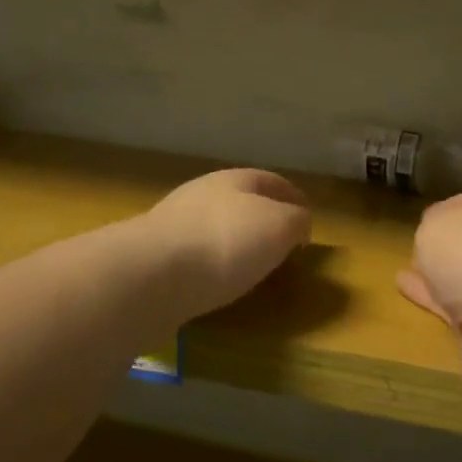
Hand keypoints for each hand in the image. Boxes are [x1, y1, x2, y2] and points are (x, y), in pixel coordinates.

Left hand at [145, 169, 312, 319]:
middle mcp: (202, 193)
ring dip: (236, 243)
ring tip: (253, 268)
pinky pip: (196, 255)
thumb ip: (296, 221)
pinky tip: (218, 282)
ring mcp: (174, 223)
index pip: (272, 181)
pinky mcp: (155, 255)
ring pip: (216, 227)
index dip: (294, 198)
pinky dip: (213, 264)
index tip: (309, 220)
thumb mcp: (280, 227)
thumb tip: (298, 223)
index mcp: (235, 179)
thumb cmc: (227, 241)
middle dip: (263, 219)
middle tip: (283, 245)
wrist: (152, 274)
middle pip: (241, 201)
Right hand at [397, 187, 461, 389]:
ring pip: (457, 277)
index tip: (420, 224)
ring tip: (403, 276)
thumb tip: (433, 246)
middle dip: (442, 247)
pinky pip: (451, 307)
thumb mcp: (433, 228)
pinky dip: (432, 301)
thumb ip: (426, 232)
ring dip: (435, 278)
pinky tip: (409, 295)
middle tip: (414, 251)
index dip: (439, 214)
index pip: (460, 205)